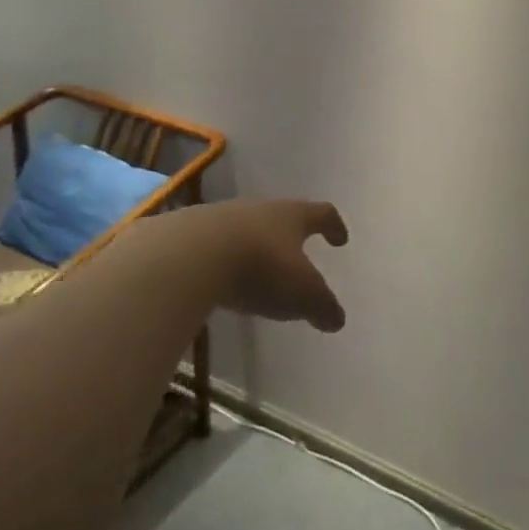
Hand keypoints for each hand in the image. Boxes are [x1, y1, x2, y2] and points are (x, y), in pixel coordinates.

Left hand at [171, 198, 349, 331]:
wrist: (188, 256)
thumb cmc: (260, 268)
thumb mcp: (302, 295)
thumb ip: (322, 307)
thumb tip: (337, 319)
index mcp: (292, 216)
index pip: (321, 213)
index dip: (333, 226)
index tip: (340, 239)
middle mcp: (259, 209)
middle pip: (281, 217)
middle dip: (291, 237)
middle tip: (297, 256)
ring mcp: (221, 218)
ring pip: (246, 230)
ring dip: (254, 248)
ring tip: (256, 272)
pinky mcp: (188, 234)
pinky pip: (214, 246)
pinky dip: (223, 261)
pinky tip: (220, 281)